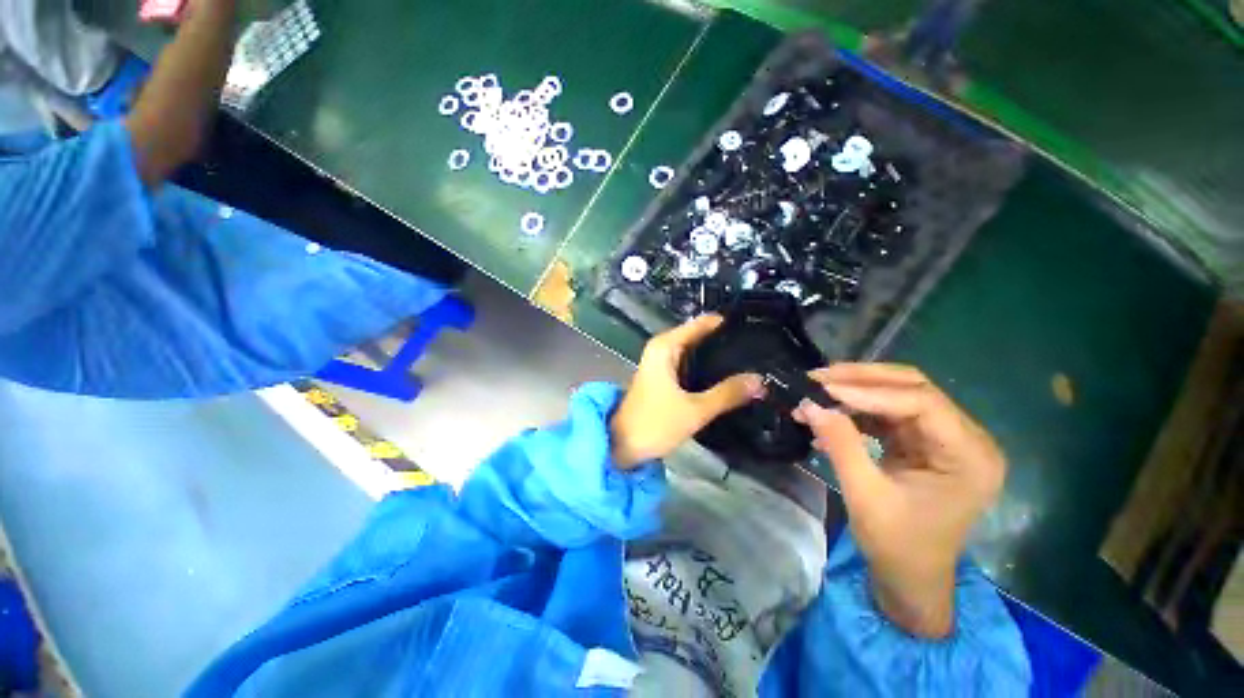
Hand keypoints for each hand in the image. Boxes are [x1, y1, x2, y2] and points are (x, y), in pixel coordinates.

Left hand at [611, 315, 764, 468]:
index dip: (726, 323)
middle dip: (725, 342)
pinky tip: (726, 378)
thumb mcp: (695, 410)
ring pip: (694, 352)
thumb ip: (727, 394)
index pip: (701, 323)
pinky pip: (689, 365)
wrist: (621, 446)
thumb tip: (760, 380)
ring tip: (751, 361)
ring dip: (716, 357)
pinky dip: (706, 369)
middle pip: (699, 336)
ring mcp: (661, 364)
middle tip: (760, 348)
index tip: (754, 326)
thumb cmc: (654, 423)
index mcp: (665, 347)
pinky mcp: (663, 378)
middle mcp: (662, 349)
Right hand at [793, 363, 1006, 636]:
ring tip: (816, 391)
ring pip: (897, 395)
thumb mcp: (865, 495)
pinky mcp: (923, 443)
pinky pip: (887, 414)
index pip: (922, 403)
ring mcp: (944, 439)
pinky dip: (855, 411)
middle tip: (819, 377)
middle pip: (914, 388)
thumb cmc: (897, 547)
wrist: (910, 579)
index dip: (870, 392)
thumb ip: (840, 444)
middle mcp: (966, 439)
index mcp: (969, 457)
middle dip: (862, 380)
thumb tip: (809, 404)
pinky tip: (828, 415)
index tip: (825, 390)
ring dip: (854, 392)